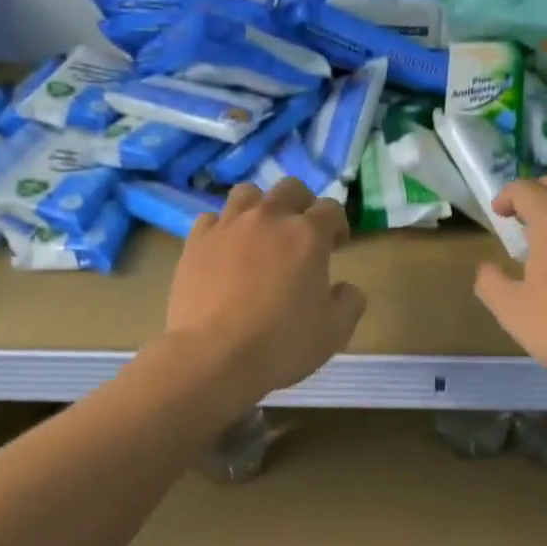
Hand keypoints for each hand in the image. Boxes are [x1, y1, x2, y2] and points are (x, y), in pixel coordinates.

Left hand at [163, 177, 365, 400]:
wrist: (213, 357)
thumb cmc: (281, 344)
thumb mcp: (335, 331)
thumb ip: (350, 302)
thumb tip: (345, 287)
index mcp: (308, 234)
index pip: (331, 208)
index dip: (338, 224)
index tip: (337, 246)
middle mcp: (269, 218)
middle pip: (290, 188)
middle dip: (302, 204)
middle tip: (302, 234)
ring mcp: (228, 226)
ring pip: (247, 193)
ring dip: (260, 206)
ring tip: (261, 233)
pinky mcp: (196, 241)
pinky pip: (212, 218)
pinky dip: (223, 227)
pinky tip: (225, 249)